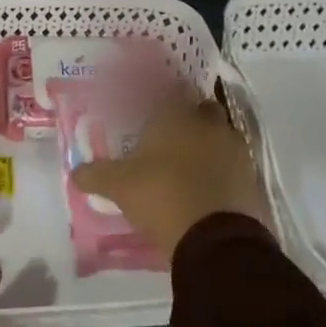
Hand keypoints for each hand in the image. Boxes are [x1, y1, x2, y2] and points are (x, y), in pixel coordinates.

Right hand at [70, 89, 271, 259]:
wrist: (214, 238)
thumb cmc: (160, 195)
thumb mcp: (118, 186)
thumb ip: (95, 175)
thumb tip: (75, 173)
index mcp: (175, 116)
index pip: (171, 89)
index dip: (162, 93)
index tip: (151, 103)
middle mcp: (208, 125)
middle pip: (201, 109)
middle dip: (188, 117)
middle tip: (168, 134)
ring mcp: (234, 151)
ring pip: (219, 136)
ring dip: (207, 144)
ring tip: (186, 164)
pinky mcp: (250, 178)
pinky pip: (232, 165)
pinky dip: (220, 171)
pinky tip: (204, 187)